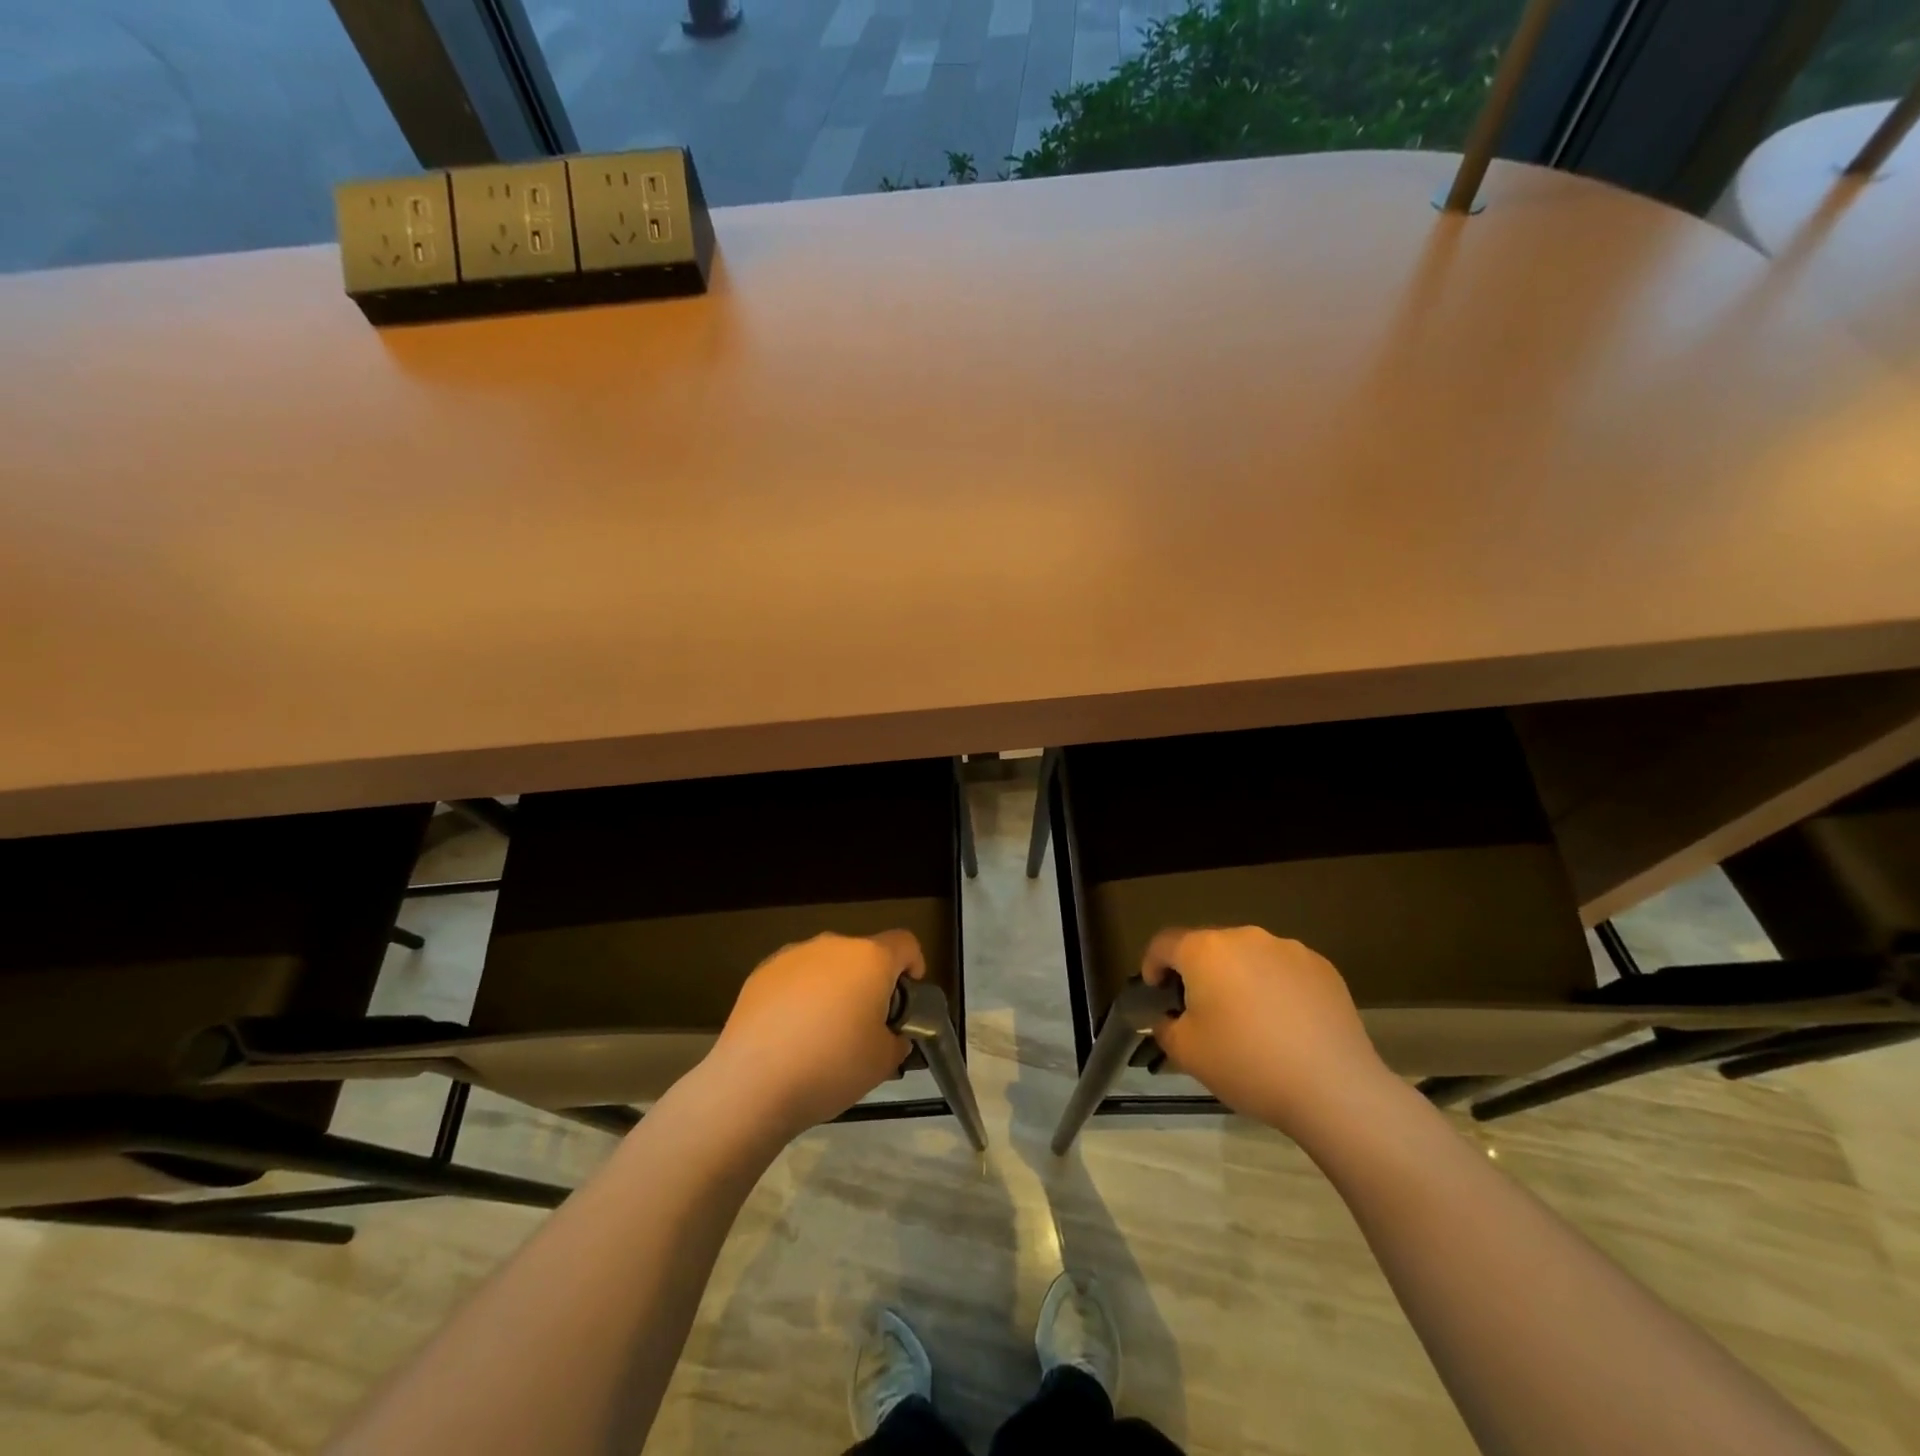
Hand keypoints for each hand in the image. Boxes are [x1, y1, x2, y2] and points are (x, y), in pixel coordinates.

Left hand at [707, 931, 922, 1140]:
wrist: (752, 1084)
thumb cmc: (831, 1067)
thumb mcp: (883, 1062)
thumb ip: (897, 1039)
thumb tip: (891, 1034)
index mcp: (870, 958)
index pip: (905, 944)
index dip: (913, 966)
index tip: (907, 998)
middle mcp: (833, 945)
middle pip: (863, 954)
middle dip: (870, 982)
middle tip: (865, 1025)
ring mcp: (793, 955)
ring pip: (827, 964)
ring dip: (834, 987)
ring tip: (823, 1033)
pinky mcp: (761, 972)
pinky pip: (795, 977)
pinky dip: (800, 995)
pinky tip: (790, 1033)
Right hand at [1144, 926, 1391, 1138]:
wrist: (1334, 1089)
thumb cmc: (1247, 1064)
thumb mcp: (1187, 1053)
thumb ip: (1165, 1027)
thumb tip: (1168, 1017)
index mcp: (1205, 950)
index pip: (1164, 943)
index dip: (1152, 965)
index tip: (1156, 994)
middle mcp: (1245, 937)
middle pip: (1208, 947)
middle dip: (1199, 974)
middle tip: (1202, 1014)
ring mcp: (1288, 949)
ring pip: (1249, 957)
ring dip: (1239, 978)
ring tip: (1249, 1021)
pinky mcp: (1322, 967)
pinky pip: (1284, 970)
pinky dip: (1275, 987)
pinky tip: (1286, 1025)